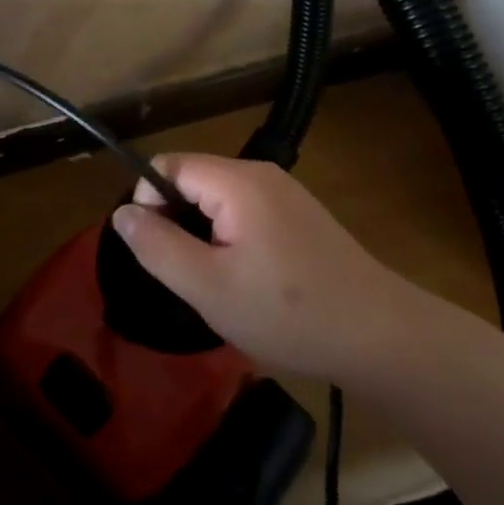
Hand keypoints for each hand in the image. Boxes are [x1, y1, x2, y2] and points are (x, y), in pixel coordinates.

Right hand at [110, 153, 423, 382]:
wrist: (382, 338)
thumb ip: (157, 247)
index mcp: (237, 181)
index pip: (167, 166)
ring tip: (217, 284)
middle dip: (177, 223)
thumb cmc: (289, 313)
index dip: (148, 204)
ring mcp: (284, 193)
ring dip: (204, 235)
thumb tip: (121, 213)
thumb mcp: (208, 287)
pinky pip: (245, 213)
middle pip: (192, 180)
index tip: (158, 254)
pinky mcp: (299, 215)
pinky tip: (249, 282)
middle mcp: (260, 174)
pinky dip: (231, 240)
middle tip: (188, 277)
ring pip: (218, 199)